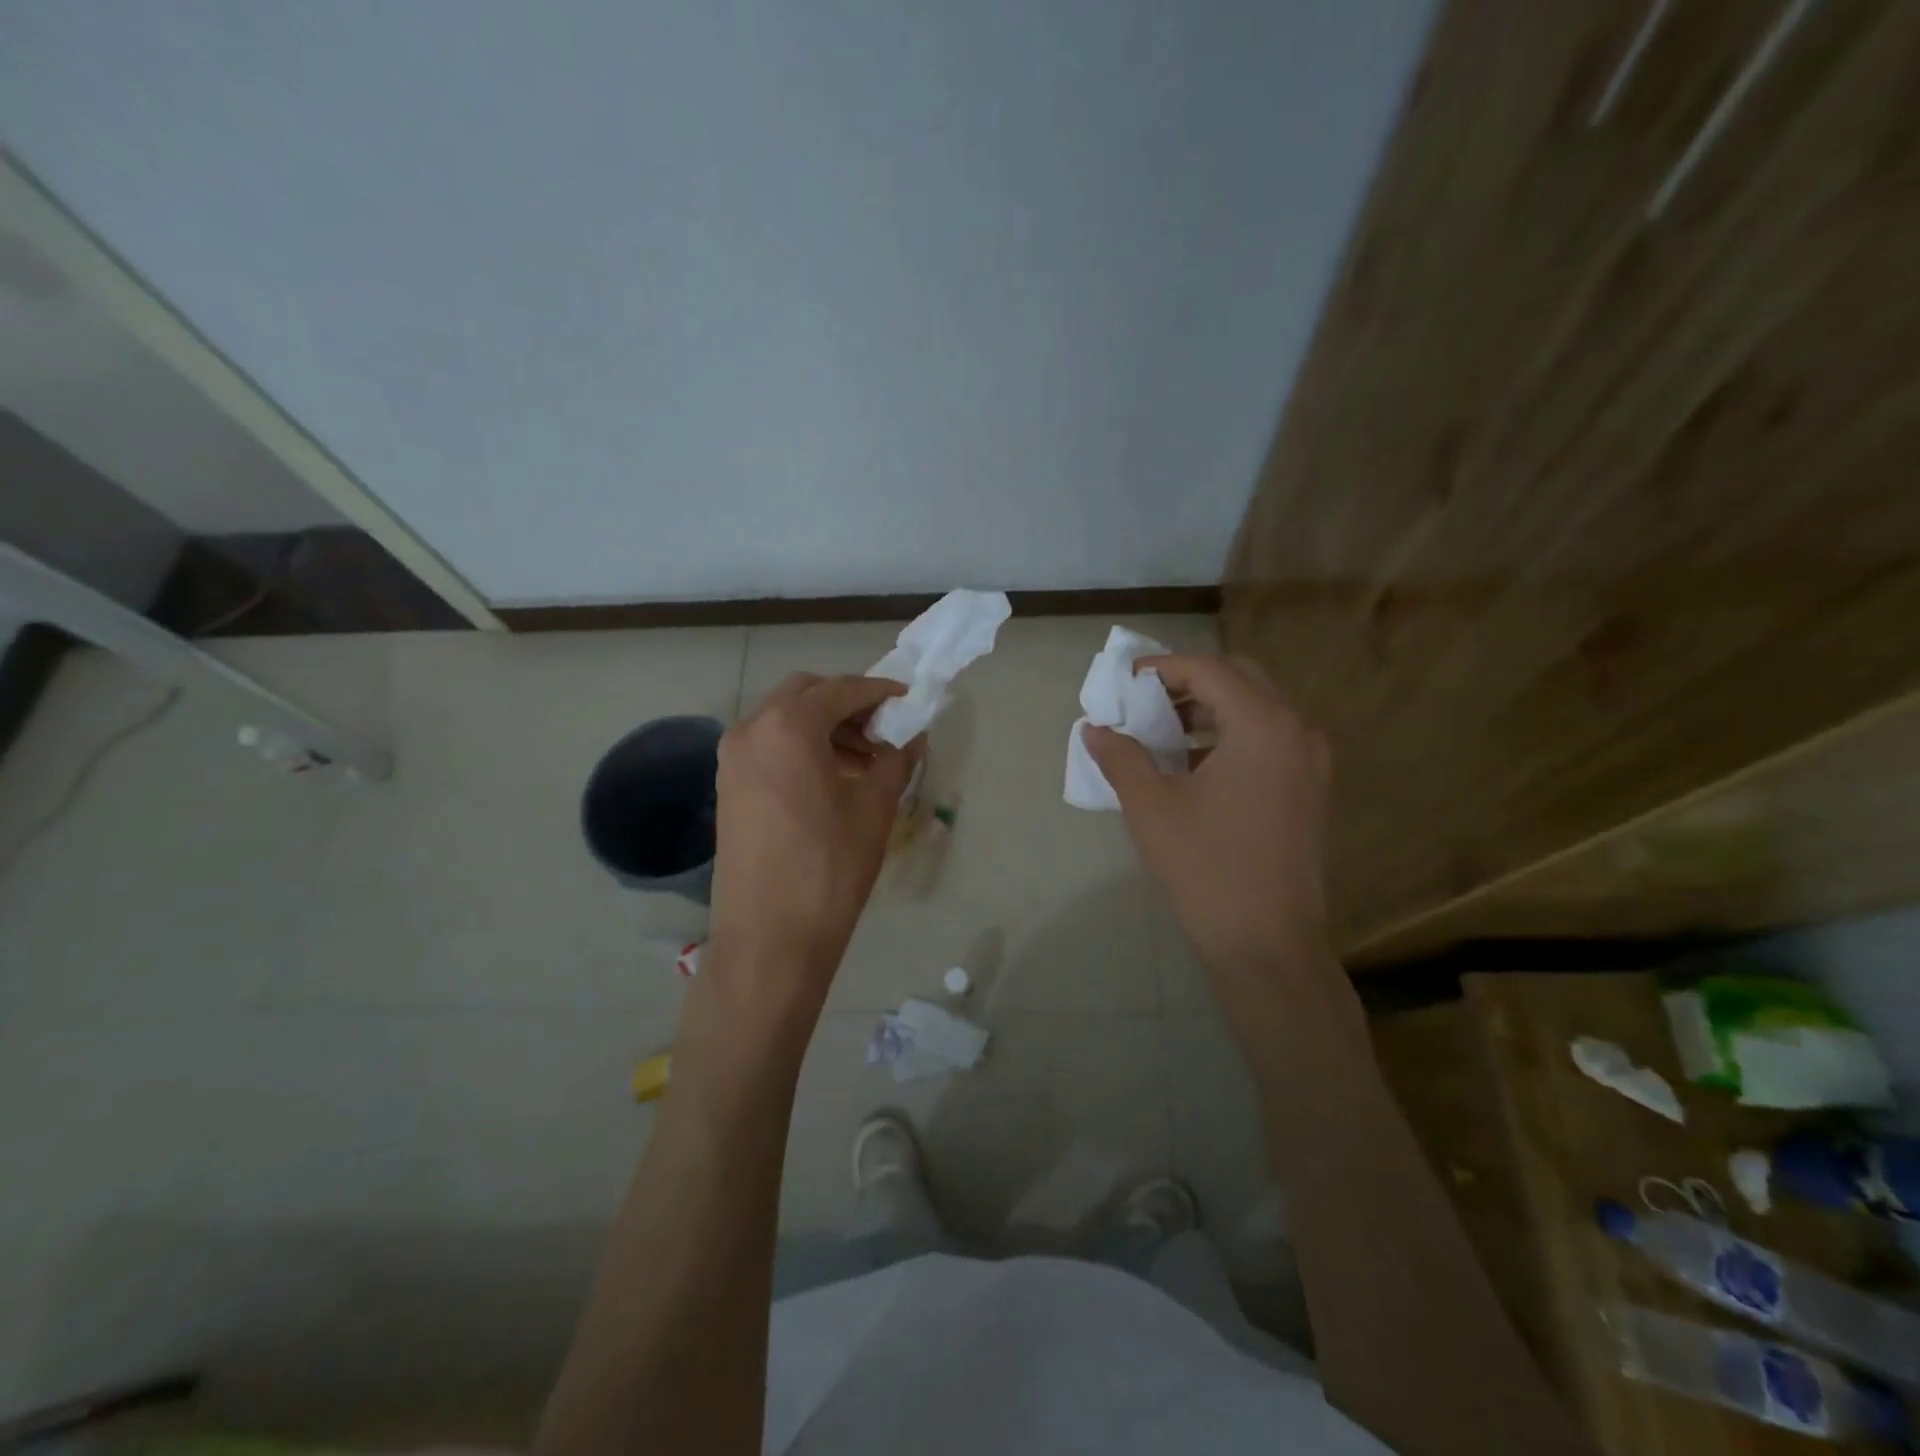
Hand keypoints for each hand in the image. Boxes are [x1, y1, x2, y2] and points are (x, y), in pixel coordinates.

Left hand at [706, 673, 920, 1023]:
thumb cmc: (830, 868)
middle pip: (806, 694)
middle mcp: (751, 729)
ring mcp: (732, 757)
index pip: (842, 689)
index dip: (880, 691)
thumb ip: (896, 760)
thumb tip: (912, 736)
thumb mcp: (874, 809)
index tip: (908, 700)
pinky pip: (768, 746)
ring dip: (824, 726)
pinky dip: (800, 747)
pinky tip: (831, 778)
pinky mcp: (727, 785)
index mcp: (789, 726)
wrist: (770, 938)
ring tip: (864, 760)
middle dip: (847, 703)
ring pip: (783, 719)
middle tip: (883, 730)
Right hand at [1086, 655, 1330, 1013]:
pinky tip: (1196, 767)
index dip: (1163, 669)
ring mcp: (1312, 762)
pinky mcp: (1312, 790)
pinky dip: (1232, 737)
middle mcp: (1297, 731)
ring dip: (1211, 710)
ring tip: (1165, 734)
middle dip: (1189, 683)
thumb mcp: (1150, 807)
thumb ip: (1121, 757)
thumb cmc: (1206, 868)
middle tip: (1146, 702)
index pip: (1209, 671)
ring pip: (1259, 710)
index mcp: (1262, 725)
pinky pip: (1271, 740)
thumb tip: (1095, 729)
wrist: (1268, 943)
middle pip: (1241, 680)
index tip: (1125, 681)